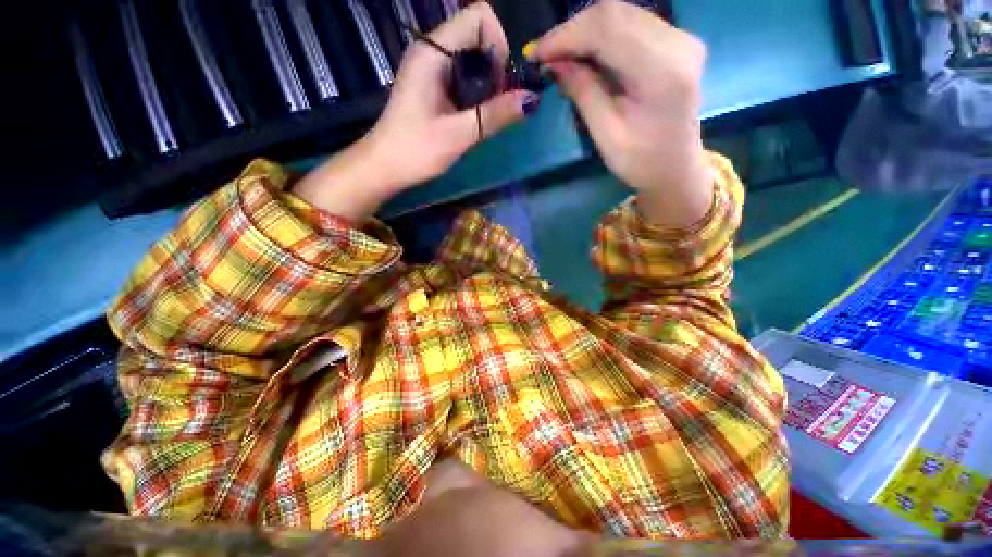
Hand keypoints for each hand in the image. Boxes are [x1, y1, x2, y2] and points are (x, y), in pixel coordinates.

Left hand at [294, 3, 536, 221]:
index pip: (479, 17)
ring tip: (483, 115)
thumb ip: (495, 115)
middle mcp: (432, 51)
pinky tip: (473, 116)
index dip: (498, 46)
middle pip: (478, 36)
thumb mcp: (458, 135)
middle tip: (493, 106)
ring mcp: (431, 68)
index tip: (498, 86)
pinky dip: (477, 92)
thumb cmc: (416, 151)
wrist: (384, 167)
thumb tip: (532, 99)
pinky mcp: (433, 85)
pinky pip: (464, 76)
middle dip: (495, 69)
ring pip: (473, 58)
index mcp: (433, 52)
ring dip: (487, 84)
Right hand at [530, 0, 711, 227]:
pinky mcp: (676, 41)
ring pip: (621, 14)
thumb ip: (583, 92)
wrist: (676, 168)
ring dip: (584, 32)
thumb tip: (554, 63)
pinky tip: (584, 55)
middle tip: (544, 56)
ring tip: (560, 57)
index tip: (536, 54)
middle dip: (572, 31)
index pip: (606, 29)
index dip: (565, 36)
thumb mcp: (606, 135)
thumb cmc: (641, 162)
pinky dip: (601, 36)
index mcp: (662, 70)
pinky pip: (630, 24)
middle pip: (614, 13)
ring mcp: (681, 38)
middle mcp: (677, 42)